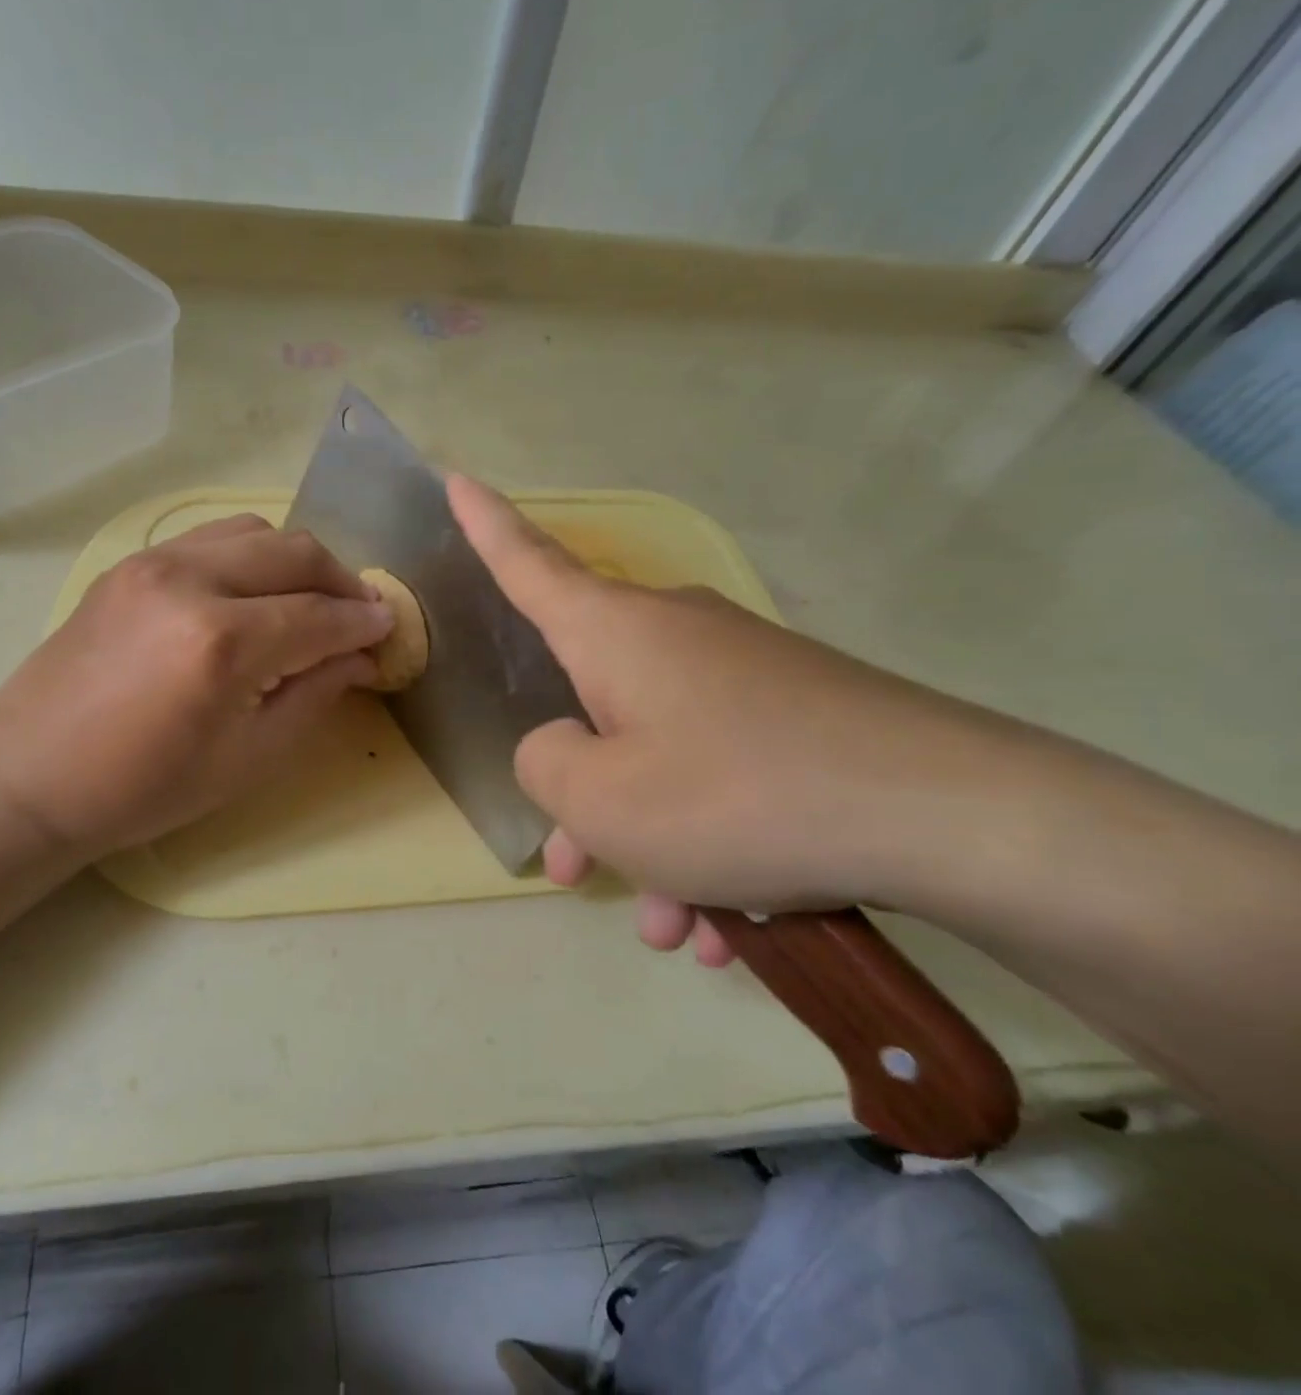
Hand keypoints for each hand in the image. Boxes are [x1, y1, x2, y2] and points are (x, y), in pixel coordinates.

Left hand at [0, 515, 392, 858]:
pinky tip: (254, 593)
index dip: (364, 623)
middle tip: (359, 616)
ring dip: (296, 561)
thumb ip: (314, 695)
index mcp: (223, 643)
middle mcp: (192, 581)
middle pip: (295, 553)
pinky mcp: (131, 563)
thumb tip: (361, 657)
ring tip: (309, 601)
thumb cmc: (145, 787)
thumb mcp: (248, 758)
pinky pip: (212, 538)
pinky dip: (250, 555)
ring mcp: (154, 562)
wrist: (31, 773)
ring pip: (255, 531)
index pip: (320, 615)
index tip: (390, 631)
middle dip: (342, 581)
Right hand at [448, 475, 1003, 963]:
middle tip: (579, 874)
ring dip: (654, 846)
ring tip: (679, 930)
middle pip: (593, 708)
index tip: (456, 478)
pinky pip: (722, 777)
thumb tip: (562, 747)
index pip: (529, 563)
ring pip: (660, 760)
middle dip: (582, 799)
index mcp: (613, 633)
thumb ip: (544, 766)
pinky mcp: (795, 716)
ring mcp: (740, 675)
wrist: (951, 817)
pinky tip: (735, 927)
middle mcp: (672, 636)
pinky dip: (713, 848)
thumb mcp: (601, 800)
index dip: (486, 525)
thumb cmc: (737, 794)